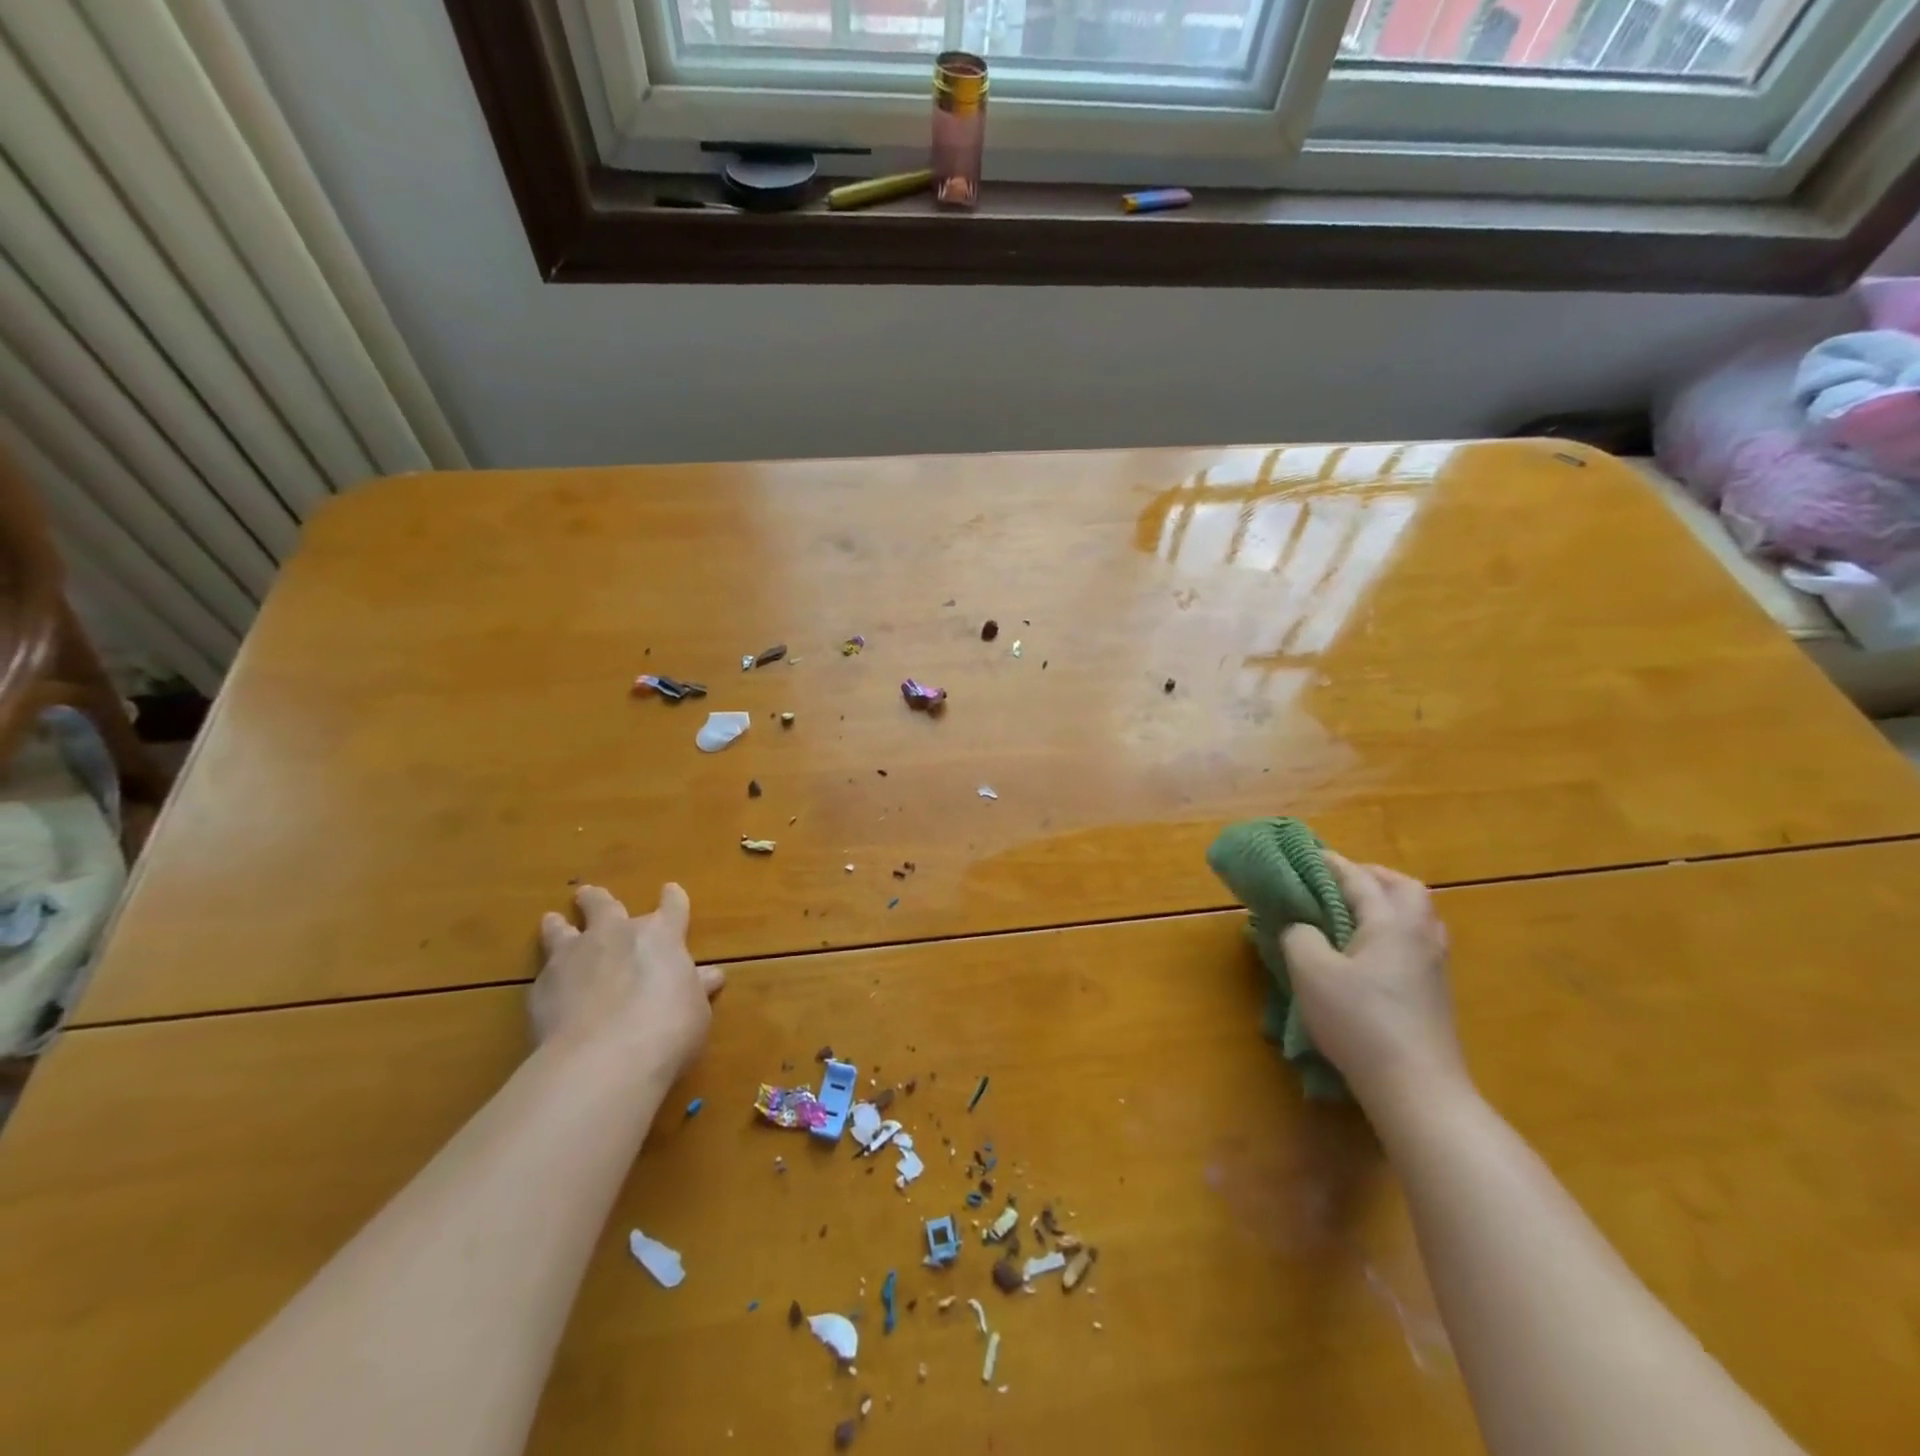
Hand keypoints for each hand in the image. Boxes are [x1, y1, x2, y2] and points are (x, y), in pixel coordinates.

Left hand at [532, 884, 723, 1078]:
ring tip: (552, 920)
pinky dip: (549, 975)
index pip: (672, 906)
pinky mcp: (542, 987)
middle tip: (590, 894)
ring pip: (561, 930)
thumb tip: (710, 976)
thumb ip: (696, 989)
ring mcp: (574, 957)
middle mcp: (616, 935)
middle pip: (605, 906)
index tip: (671, 891)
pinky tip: (548, 986)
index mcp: (661, 935)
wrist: (602, 1061)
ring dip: (558, 925)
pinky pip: (545, 972)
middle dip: (599, 900)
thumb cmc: (667, 1030)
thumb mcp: (697, 1010)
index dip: (673, 899)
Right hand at [1281, 854, 1466, 1110]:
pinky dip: (1394, 929)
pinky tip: (1370, 950)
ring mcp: (1434, 965)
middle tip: (1340, 882)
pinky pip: (1416, 940)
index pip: (1359, 879)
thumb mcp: (1310, 971)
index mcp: (1392, 921)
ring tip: (1354, 912)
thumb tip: (1302, 927)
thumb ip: (1299, 935)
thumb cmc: (1359, 1020)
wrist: (1416, 1087)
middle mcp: (1420, 934)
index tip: (1305, 855)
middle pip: (1405, 889)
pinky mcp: (1435, 992)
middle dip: (1372, 877)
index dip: (1330, 864)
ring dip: (1388, 903)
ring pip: (1417, 916)